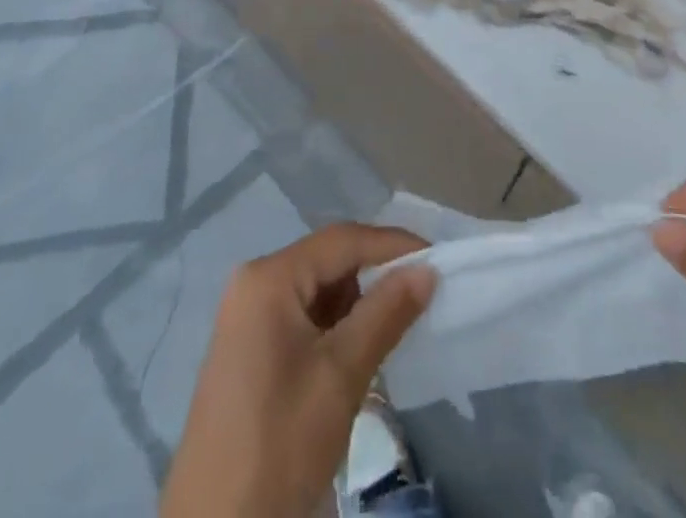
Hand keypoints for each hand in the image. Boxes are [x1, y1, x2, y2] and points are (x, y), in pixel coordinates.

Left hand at [160, 223, 436, 517]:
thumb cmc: (280, 444)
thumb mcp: (341, 376)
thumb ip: (386, 313)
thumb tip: (427, 269)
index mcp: (269, 277)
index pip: (342, 240)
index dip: (392, 245)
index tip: (438, 258)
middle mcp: (254, 283)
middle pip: (329, 261)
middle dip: (375, 275)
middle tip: (421, 295)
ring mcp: (247, 317)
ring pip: (318, 290)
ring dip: (357, 304)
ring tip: (394, 328)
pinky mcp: (249, 349)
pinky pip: (302, 316)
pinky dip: (334, 326)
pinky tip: (358, 352)